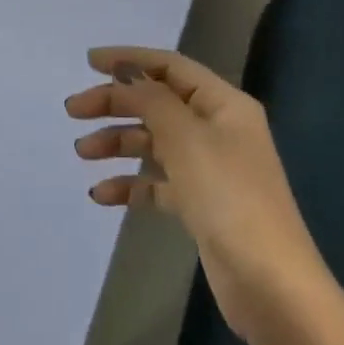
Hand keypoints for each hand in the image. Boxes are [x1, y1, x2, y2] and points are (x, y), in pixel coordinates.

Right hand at [66, 47, 323, 340]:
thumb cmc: (228, 198)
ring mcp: (211, 169)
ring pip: (155, 142)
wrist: (270, 285)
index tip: (88, 63)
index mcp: (224, 104)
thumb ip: (151, 99)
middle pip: (158, 103)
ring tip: (82, 152)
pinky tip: (102, 194)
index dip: (130, 59)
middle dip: (116, 103)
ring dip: (118, 142)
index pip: (171, 67)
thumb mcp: (186, 138)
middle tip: (73, 111)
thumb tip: (126, 71)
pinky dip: (132, 184)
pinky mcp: (202, 205)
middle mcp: (219, 129)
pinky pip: (159, 183)